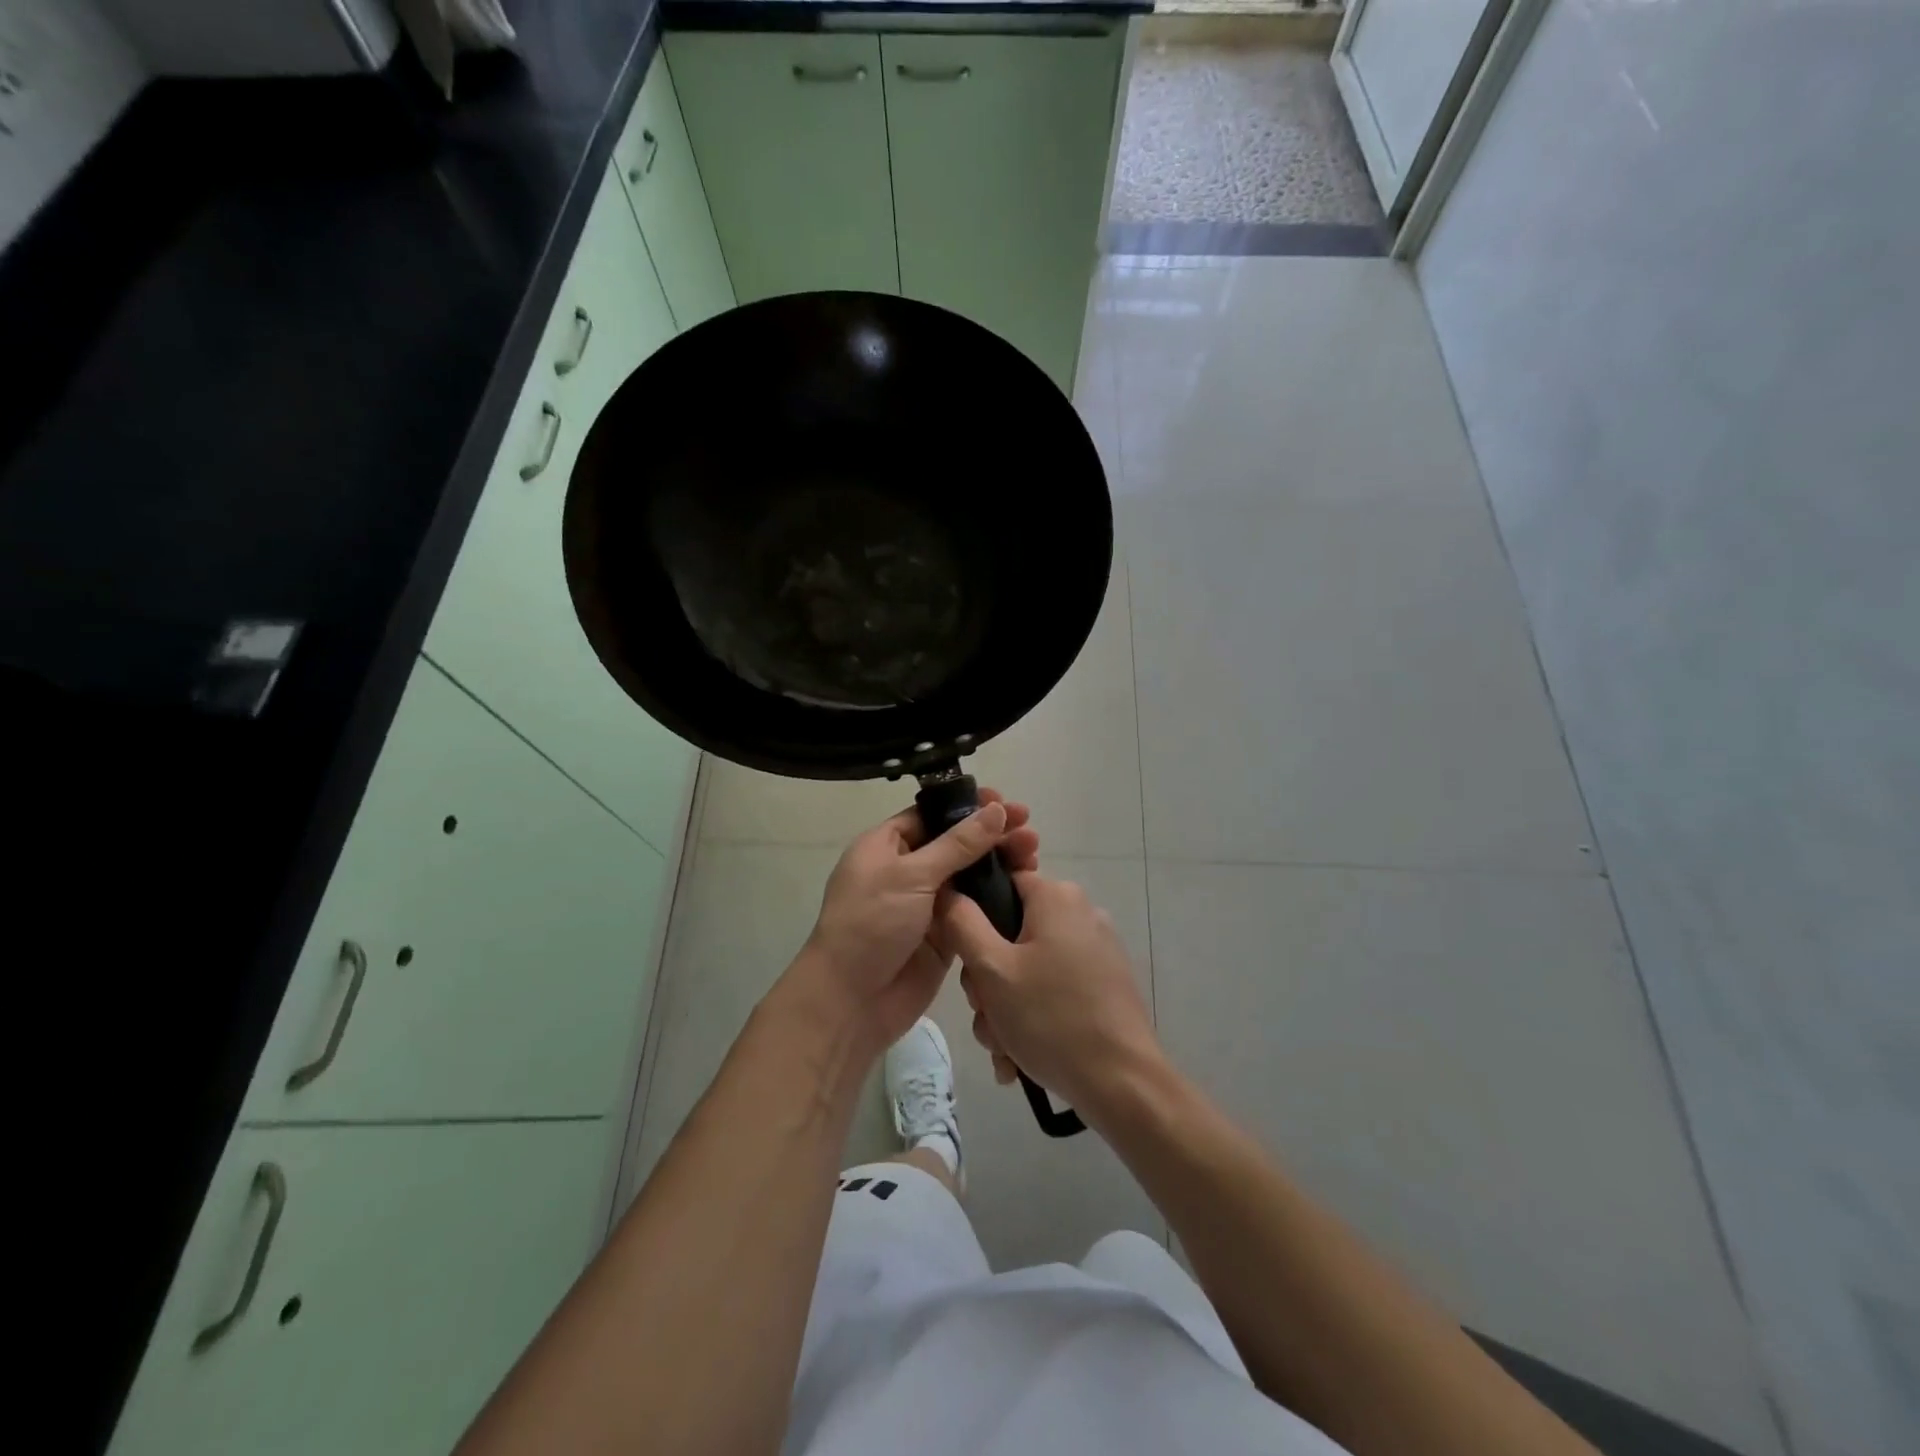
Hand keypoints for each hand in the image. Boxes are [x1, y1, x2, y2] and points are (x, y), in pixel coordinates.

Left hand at [798, 789, 1038, 1051]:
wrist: (852, 1001)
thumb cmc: (871, 924)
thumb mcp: (911, 876)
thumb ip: (958, 844)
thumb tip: (995, 810)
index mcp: (885, 846)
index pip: (932, 815)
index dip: (967, 807)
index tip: (1004, 802)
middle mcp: (906, 871)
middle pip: (955, 844)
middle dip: (991, 835)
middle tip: (1029, 830)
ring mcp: (926, 904)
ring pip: (969, 876)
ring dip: (999, 864)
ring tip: (1033, 854)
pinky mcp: (944, 935)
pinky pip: (975, 909)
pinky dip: (997, 898)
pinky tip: (1025, 887)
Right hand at [937, 872, 1164, 1123]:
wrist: (1122, 1084)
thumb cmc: (1051, 1018)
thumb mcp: (991, 970)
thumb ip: (961, 923)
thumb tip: (948, 891)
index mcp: (1056, 897)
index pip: (999, 884)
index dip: (972, 918)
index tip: (967, 963)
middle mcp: (1081, 913)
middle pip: (1010, 933)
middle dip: (988, 982)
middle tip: (986, 1015)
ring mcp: (1097, 950)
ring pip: (1028, 969)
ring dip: (1005, 1009)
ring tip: (1004, 1048)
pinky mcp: (1105, 984)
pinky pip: (1054, 989)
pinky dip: (1033, 1018)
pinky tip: (1021, 1058)